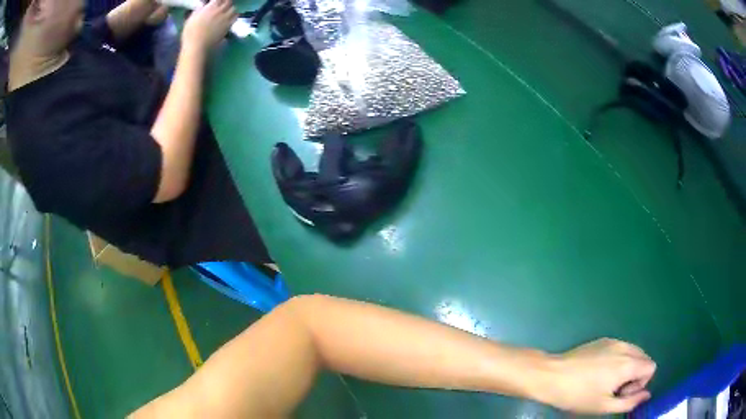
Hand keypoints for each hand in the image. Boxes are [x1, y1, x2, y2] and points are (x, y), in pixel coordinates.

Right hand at [182, 0, 237, 50]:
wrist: (197, 46)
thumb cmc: (190, 34)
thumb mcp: (191, 19)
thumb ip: (198, 11)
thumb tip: (202, 6)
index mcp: (210, 7)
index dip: (219, 0)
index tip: (218, 2)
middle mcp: (219, 11)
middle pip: (228, 2)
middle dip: (226, 3)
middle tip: (223, 6)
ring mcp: (225, 18)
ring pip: (234, 8)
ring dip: (231, 9)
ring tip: (227, 12)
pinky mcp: (228, 26)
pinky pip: (236, 17)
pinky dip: (234, 16)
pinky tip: (231, 18)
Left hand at [540, 338, 655, 414]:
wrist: (551, 376)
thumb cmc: (578, 395)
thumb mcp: (604, 406)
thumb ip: (629, 402)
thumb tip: (646, 395)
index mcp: (628, 363)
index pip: (651, 367)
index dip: (640, 384)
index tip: (622, 394)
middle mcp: (625, 347)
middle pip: (643, 358)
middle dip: (635, 376)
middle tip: (613, 390)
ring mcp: (613, 341)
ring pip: (633, 353)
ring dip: (627, 368)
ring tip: (606, 382)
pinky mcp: (602, 340)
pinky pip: (620, 349)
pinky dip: (618, 360)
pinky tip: (598, 372)